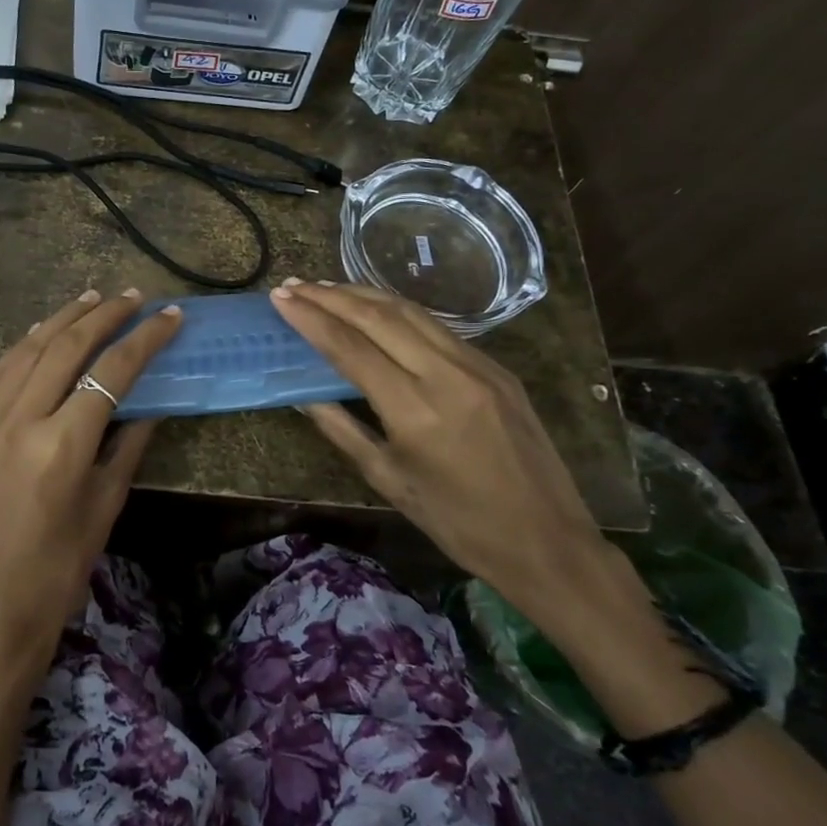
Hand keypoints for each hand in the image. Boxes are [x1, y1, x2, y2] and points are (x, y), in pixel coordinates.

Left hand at [0, 289, 180, 687]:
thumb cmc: (60, 570)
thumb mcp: (106, 506)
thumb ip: (128, 445)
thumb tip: (151, 402)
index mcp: (61, 446)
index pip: (111, 373)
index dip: (145, 340)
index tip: (169, 316)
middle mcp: (18, 423)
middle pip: (65, 349)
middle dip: (103, 316)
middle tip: (132, 297)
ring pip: (25, 352)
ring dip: (61, 321)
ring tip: (90, 300)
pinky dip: (22, 348)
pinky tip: (40, 335)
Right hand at [269, 280, 613, 622]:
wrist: (546, 540)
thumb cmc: (457, 522)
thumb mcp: (388, 479)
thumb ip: (342, 428)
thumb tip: (302, 394)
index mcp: (415, 410)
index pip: (350, 348)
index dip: (311, 319)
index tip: (280, 298)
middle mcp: (447, 375)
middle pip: (379, 317)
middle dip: (331, 296)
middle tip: (295, 284)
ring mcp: (478, 366)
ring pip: (412, 312)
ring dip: (365, 295)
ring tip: (328, 287)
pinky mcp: (497, 368)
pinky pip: (438, 328)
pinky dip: (399, 312)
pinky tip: (378, 311)